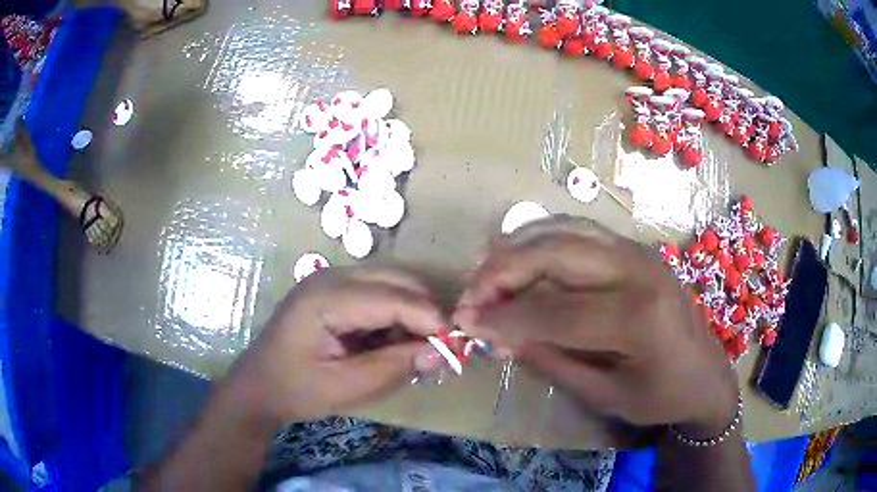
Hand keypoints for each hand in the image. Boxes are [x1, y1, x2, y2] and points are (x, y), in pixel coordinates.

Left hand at [226, 267, 446, 423]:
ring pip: (391, 282)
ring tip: (418, 347)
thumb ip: (396, 367)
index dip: (430, 319)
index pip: (393, 297)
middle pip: (396, 279)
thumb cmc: (297, 389)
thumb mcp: (347, 387)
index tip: (457, 344)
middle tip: (441, 347)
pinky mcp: (335, 290)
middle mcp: (331, 277)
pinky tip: (394, 341)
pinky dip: (396, 314)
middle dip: (426, 310)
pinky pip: (378, 292)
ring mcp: (331, 279)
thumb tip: (443, 352)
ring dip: (413, 311)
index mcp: (326, 298)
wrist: (259, 385)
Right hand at [454, 219, 738, 435]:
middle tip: (471, 296)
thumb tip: (500, 336)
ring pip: (564, 231)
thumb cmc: (660, 395)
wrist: (706, 374)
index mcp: (637, 318)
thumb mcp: (604, 395)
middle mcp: (637, 270)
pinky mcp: (635, 248)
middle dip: (502, 272)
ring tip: (488, 275)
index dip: (502, 317)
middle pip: (555, 254)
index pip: (553, 311)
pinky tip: (523, 258)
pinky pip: (580, 231)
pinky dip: (543, 240)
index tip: (465, 323)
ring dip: (519, 249)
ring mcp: (638, 251)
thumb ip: (551, 362)